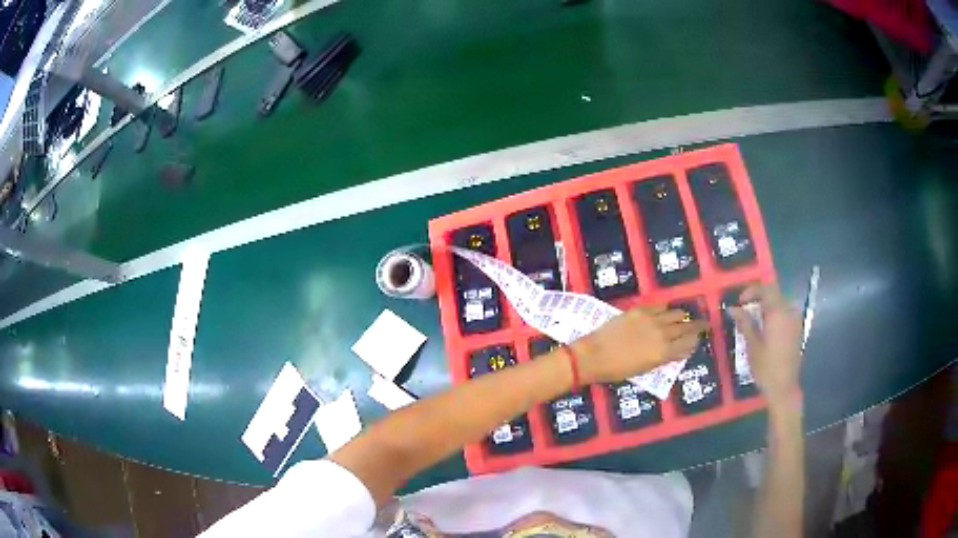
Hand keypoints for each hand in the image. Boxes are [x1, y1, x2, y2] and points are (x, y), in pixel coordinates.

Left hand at [572, 305, 708, 383]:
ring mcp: (652, 320)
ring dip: (682, 317)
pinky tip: (666, 312)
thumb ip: (662, 358)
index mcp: (664, 354)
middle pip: (687, 327)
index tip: (699, 339)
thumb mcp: (644, 369)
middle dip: (697, 327)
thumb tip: (674, 349)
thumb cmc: (617, 370)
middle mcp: (663, 335)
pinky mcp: (640, 310)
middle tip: (705, 324)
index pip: (688, 345)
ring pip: (676, 314)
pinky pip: (660, 307)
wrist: (593, 355)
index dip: (695, 342)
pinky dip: (666, 310)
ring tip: (685, 319)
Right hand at [728, 285, 802, 407]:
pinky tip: (767, 329)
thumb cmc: (766, 368)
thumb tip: (732, 308)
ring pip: (781, 303)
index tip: (740, 302)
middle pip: (775, 295)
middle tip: (745, 311)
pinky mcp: (797, 330)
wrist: (784, 388)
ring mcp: (795, 321)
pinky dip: (775, 315)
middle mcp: (789, 312)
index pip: (766, 289)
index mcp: (778, 313)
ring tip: (755, 321)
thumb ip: (745, 323)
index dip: (752, 291)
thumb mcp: (752, 346)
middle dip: (759, 299)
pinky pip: (786, 314)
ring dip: (767, 307)